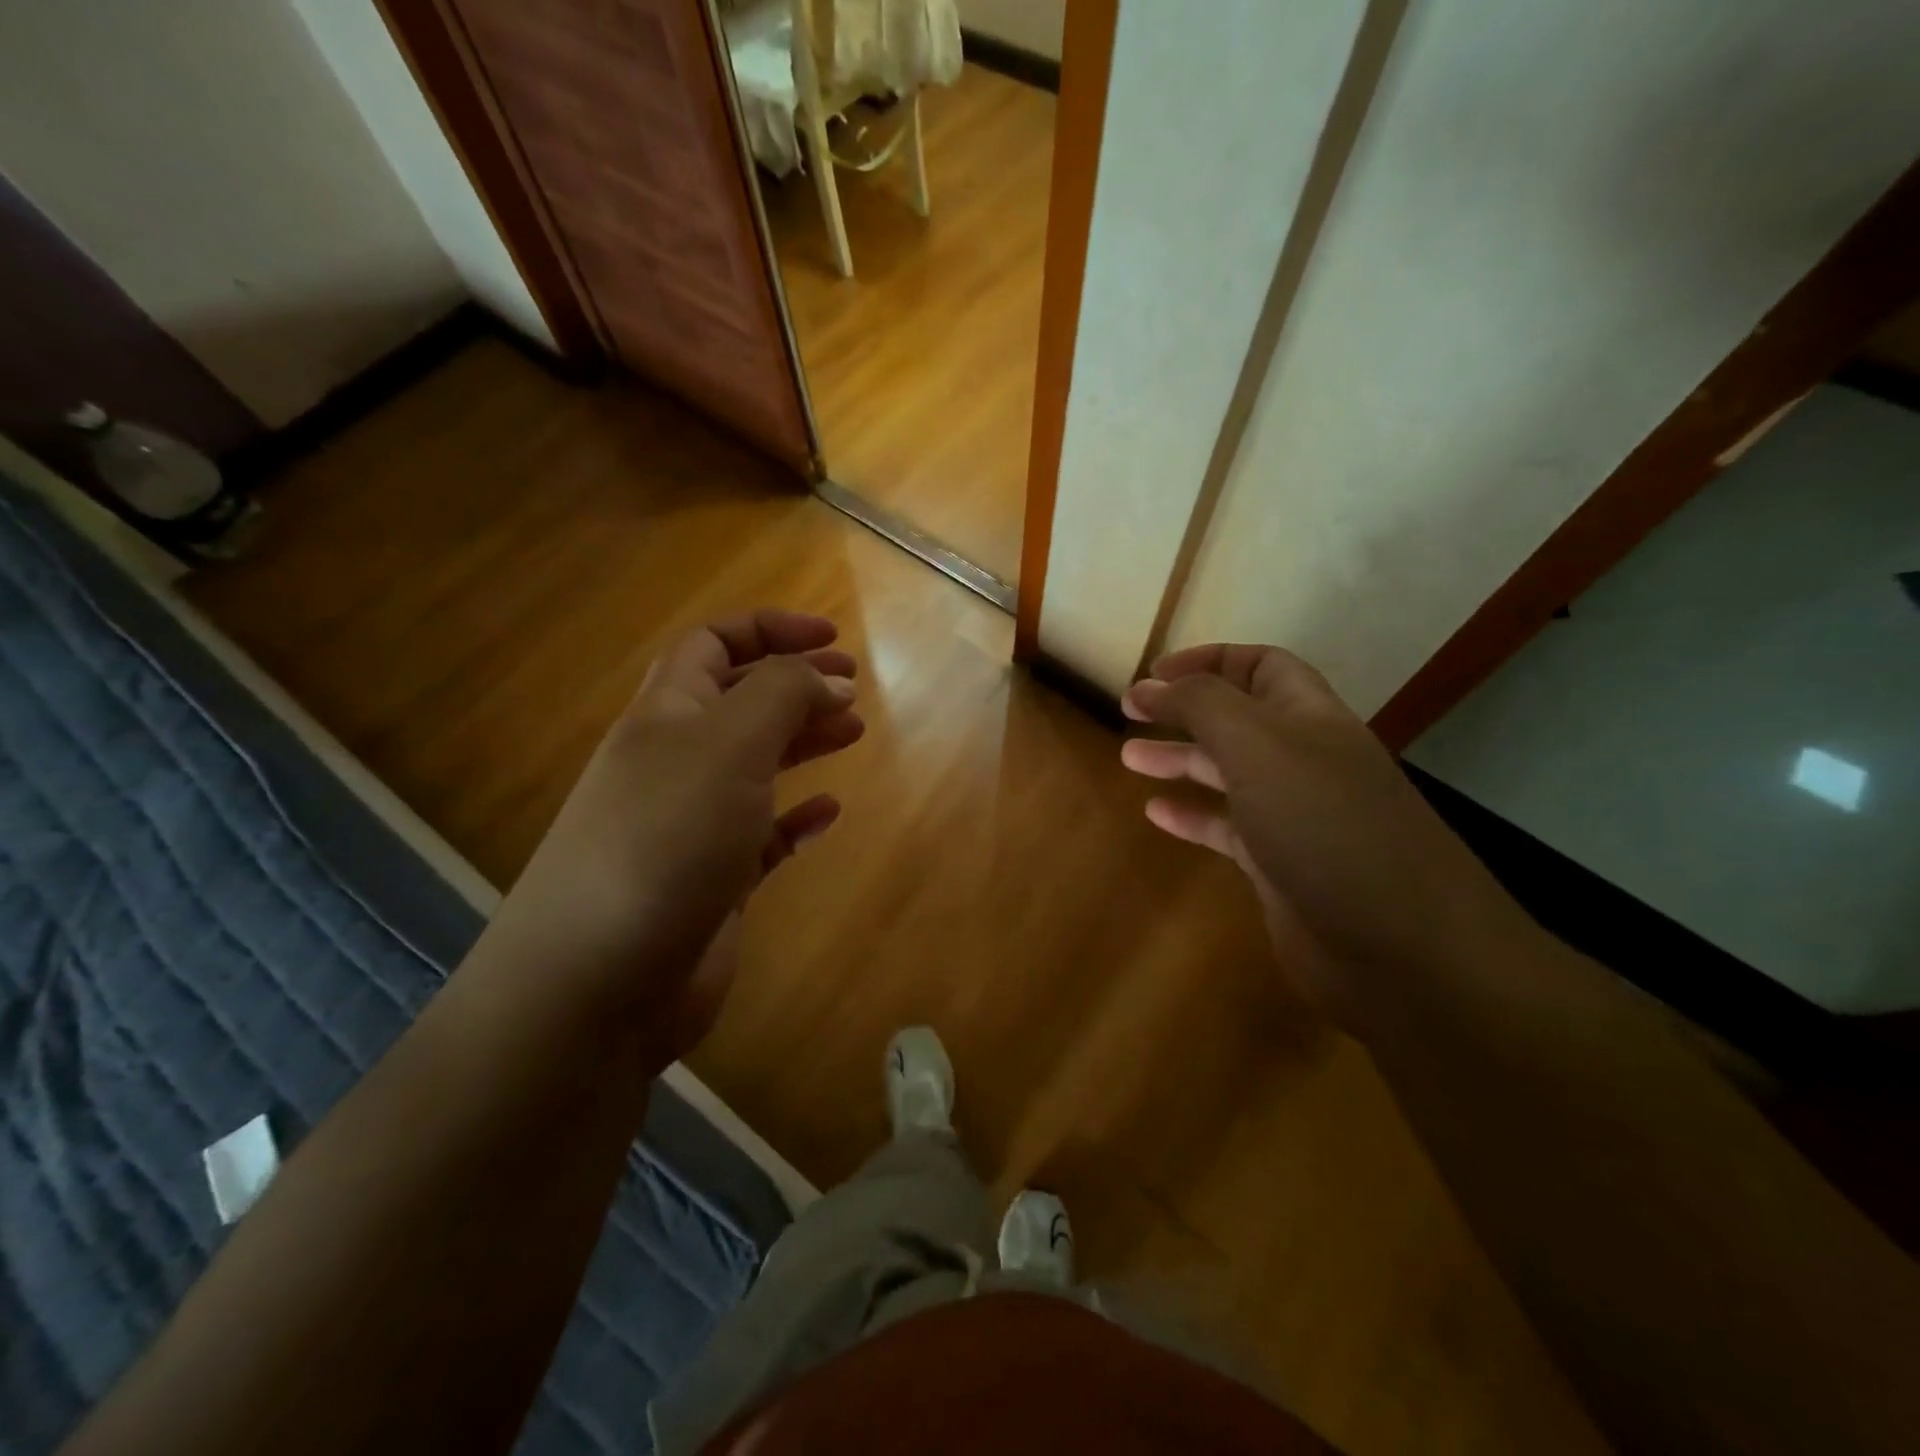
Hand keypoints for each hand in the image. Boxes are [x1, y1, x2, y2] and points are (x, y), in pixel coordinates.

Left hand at [472, 610, 863, 1056]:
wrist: (600, 982)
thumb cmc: (667, 840)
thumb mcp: (729, 745)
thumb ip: (781, 695)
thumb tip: (826, 677)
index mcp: (666, 714)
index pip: (713, 644)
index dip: (770, 630)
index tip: (833, 641)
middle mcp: (674, 762)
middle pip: (739, 702)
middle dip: (795, 685)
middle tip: (852, 691)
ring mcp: (691, 826)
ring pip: (755, 765)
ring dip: (802, 742)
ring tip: (851, 734)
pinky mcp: (712, 882)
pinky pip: (762, 836)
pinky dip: (796, 819)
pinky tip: (828, 815)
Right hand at [1121, 643, 1526, 1013]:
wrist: (1398, 947)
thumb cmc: (1324, 825)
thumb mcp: (1256, 746)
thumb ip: (1200, 705)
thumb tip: (1148, 684)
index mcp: (1309, 718)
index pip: (1261, 666)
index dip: (1208, 660)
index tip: (1152, 673)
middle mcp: (1305, 760)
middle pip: (1239, 719)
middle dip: (1184, 710)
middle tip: (1129, 713)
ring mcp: (1295, 816)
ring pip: (1229, 774)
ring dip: (1181, 760)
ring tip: (1129, 759)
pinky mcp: (1282, 867)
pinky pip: (1228, 829)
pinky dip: (1192, 816)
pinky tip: (1157, 814)